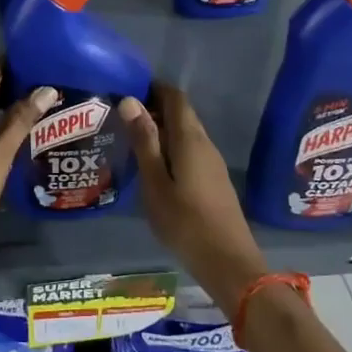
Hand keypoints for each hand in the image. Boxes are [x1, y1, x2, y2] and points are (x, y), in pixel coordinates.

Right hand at [120, 84, 269, 315]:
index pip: (175, 97)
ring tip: (132, 139)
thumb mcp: (155, 182)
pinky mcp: (214, 180)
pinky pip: (190, 150)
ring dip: (162, 129)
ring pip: (186, 133)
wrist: (228, 262)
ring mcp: (213, 162)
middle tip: (122, 116)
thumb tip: (130, 100)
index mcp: (190, 139)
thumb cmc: (185, 222)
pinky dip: (171, 147)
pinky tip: (154, 165)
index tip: (127, 90)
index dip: (154, 88)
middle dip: (155, 108)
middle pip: (182, 114)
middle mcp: (205, 143)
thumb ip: (144, 141)